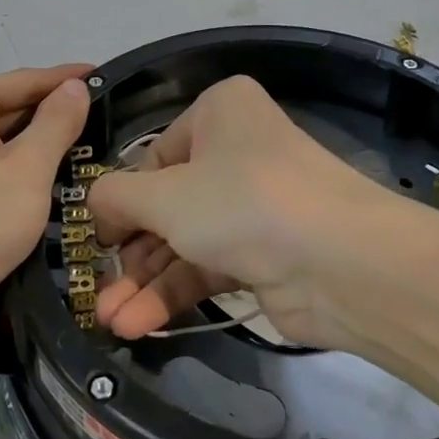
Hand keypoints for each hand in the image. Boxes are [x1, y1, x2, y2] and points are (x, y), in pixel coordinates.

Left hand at [0, 66, 90, 354]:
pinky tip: (49, 186)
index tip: (107, 78)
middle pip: (8, 108)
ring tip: (90, 153)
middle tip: (108, 125)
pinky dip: (15, 174)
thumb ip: (57, 122)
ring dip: (37, 150)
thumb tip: (74, 85)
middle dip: (54, 119)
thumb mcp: (27, 170)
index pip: (24, 80)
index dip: (68, 81)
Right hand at [88, 76, 396, 349]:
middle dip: (130, 253)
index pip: (154, 156)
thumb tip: (98, 207)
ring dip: (146, 282)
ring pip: (184, 240)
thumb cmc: (242, 202)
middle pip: (167, 203)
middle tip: (96, 291)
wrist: (342, 263)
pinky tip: (138, 325)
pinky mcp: (263, 254)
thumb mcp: (165, 194)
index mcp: (219, 112)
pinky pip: (208, 267)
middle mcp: (237, 151)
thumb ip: (116, 196)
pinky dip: (174, 293)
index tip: (97, 240)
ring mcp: (252, 205)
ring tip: (108, 321)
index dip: (122, 199)